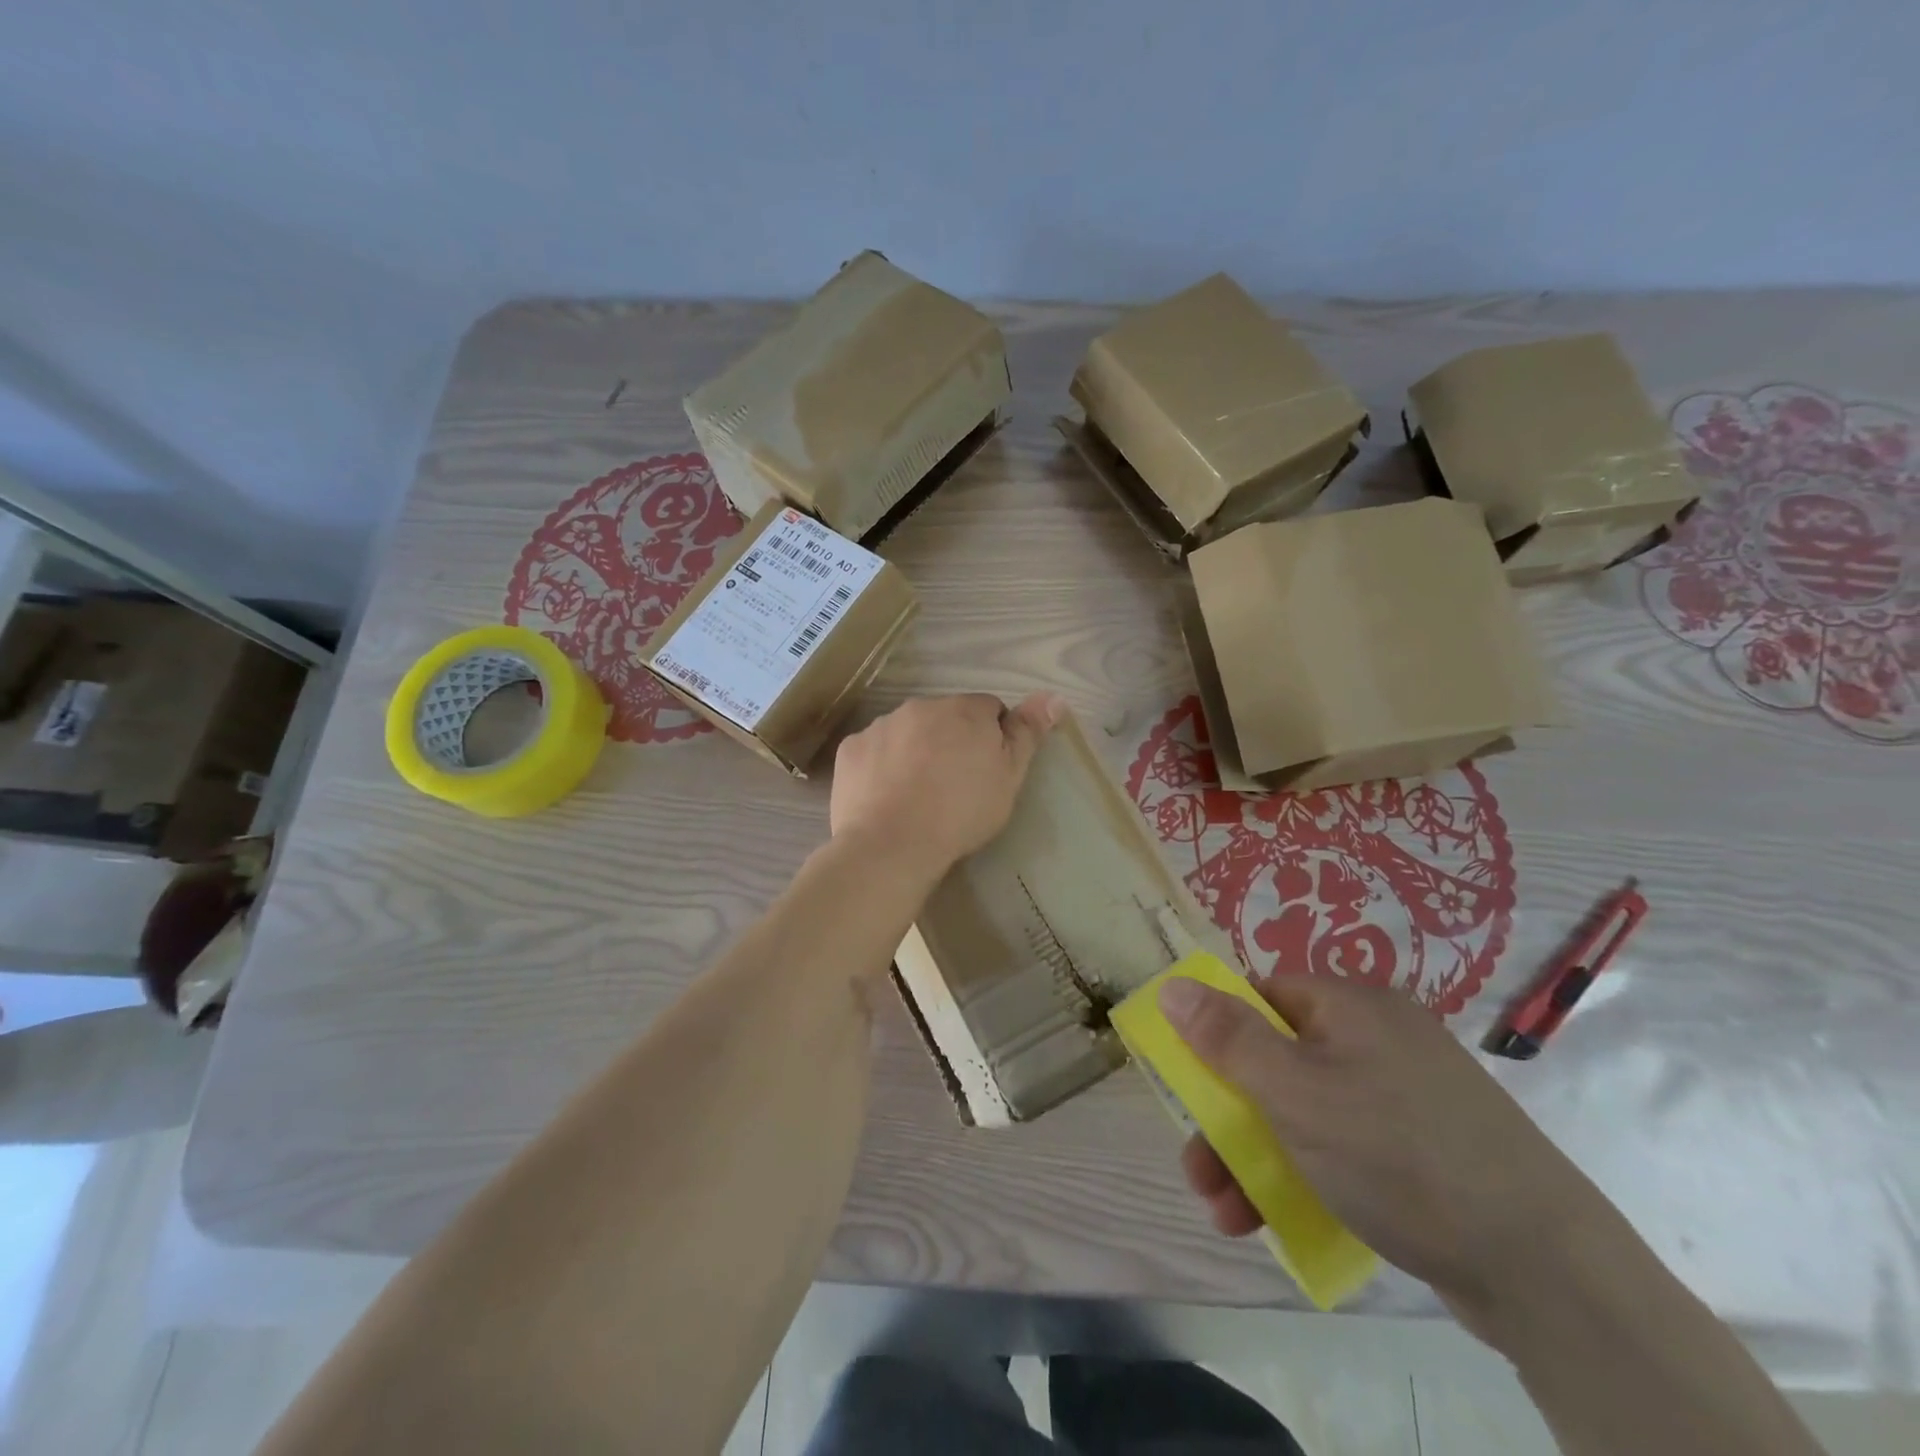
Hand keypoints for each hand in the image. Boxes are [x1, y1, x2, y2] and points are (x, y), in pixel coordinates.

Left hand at [830, 693, 1066, 883]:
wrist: (891, 844)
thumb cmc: (961, 812)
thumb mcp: (1008, 777)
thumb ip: (1028, 733)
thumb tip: (1054, 695)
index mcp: (963, 710)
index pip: (989, 709)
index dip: (992, 738)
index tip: (987, 771)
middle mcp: (920, 707)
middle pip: (944, 718)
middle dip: (951, 741)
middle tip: (954, 787)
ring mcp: (880, 726)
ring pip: (906, 732)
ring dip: (915, 751)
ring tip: (918, 796)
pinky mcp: (850, 749)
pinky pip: (873, 751)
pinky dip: (881, 767)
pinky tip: (886, 798)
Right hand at [1159, 973, 1610, 1329]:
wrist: (1547, 1271)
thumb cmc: (1398, 1155)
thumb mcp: (1295, 1092)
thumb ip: (1227, 1038)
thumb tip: (1174, 985)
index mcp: (1352, 1005)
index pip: (1262, 996)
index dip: (1219, 1035)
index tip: (1194, 1086)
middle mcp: (1379, 1037)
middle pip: (1278, 1060)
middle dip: (1229, 1118)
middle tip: (1201, 1174)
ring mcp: (1407, 1094)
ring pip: (1307, 1110)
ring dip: (1257, 1157)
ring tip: (1228, 1217)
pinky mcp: (1427, 1148)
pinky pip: (1346, 1145)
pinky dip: (1307, 1174)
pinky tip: (1281, 1219)